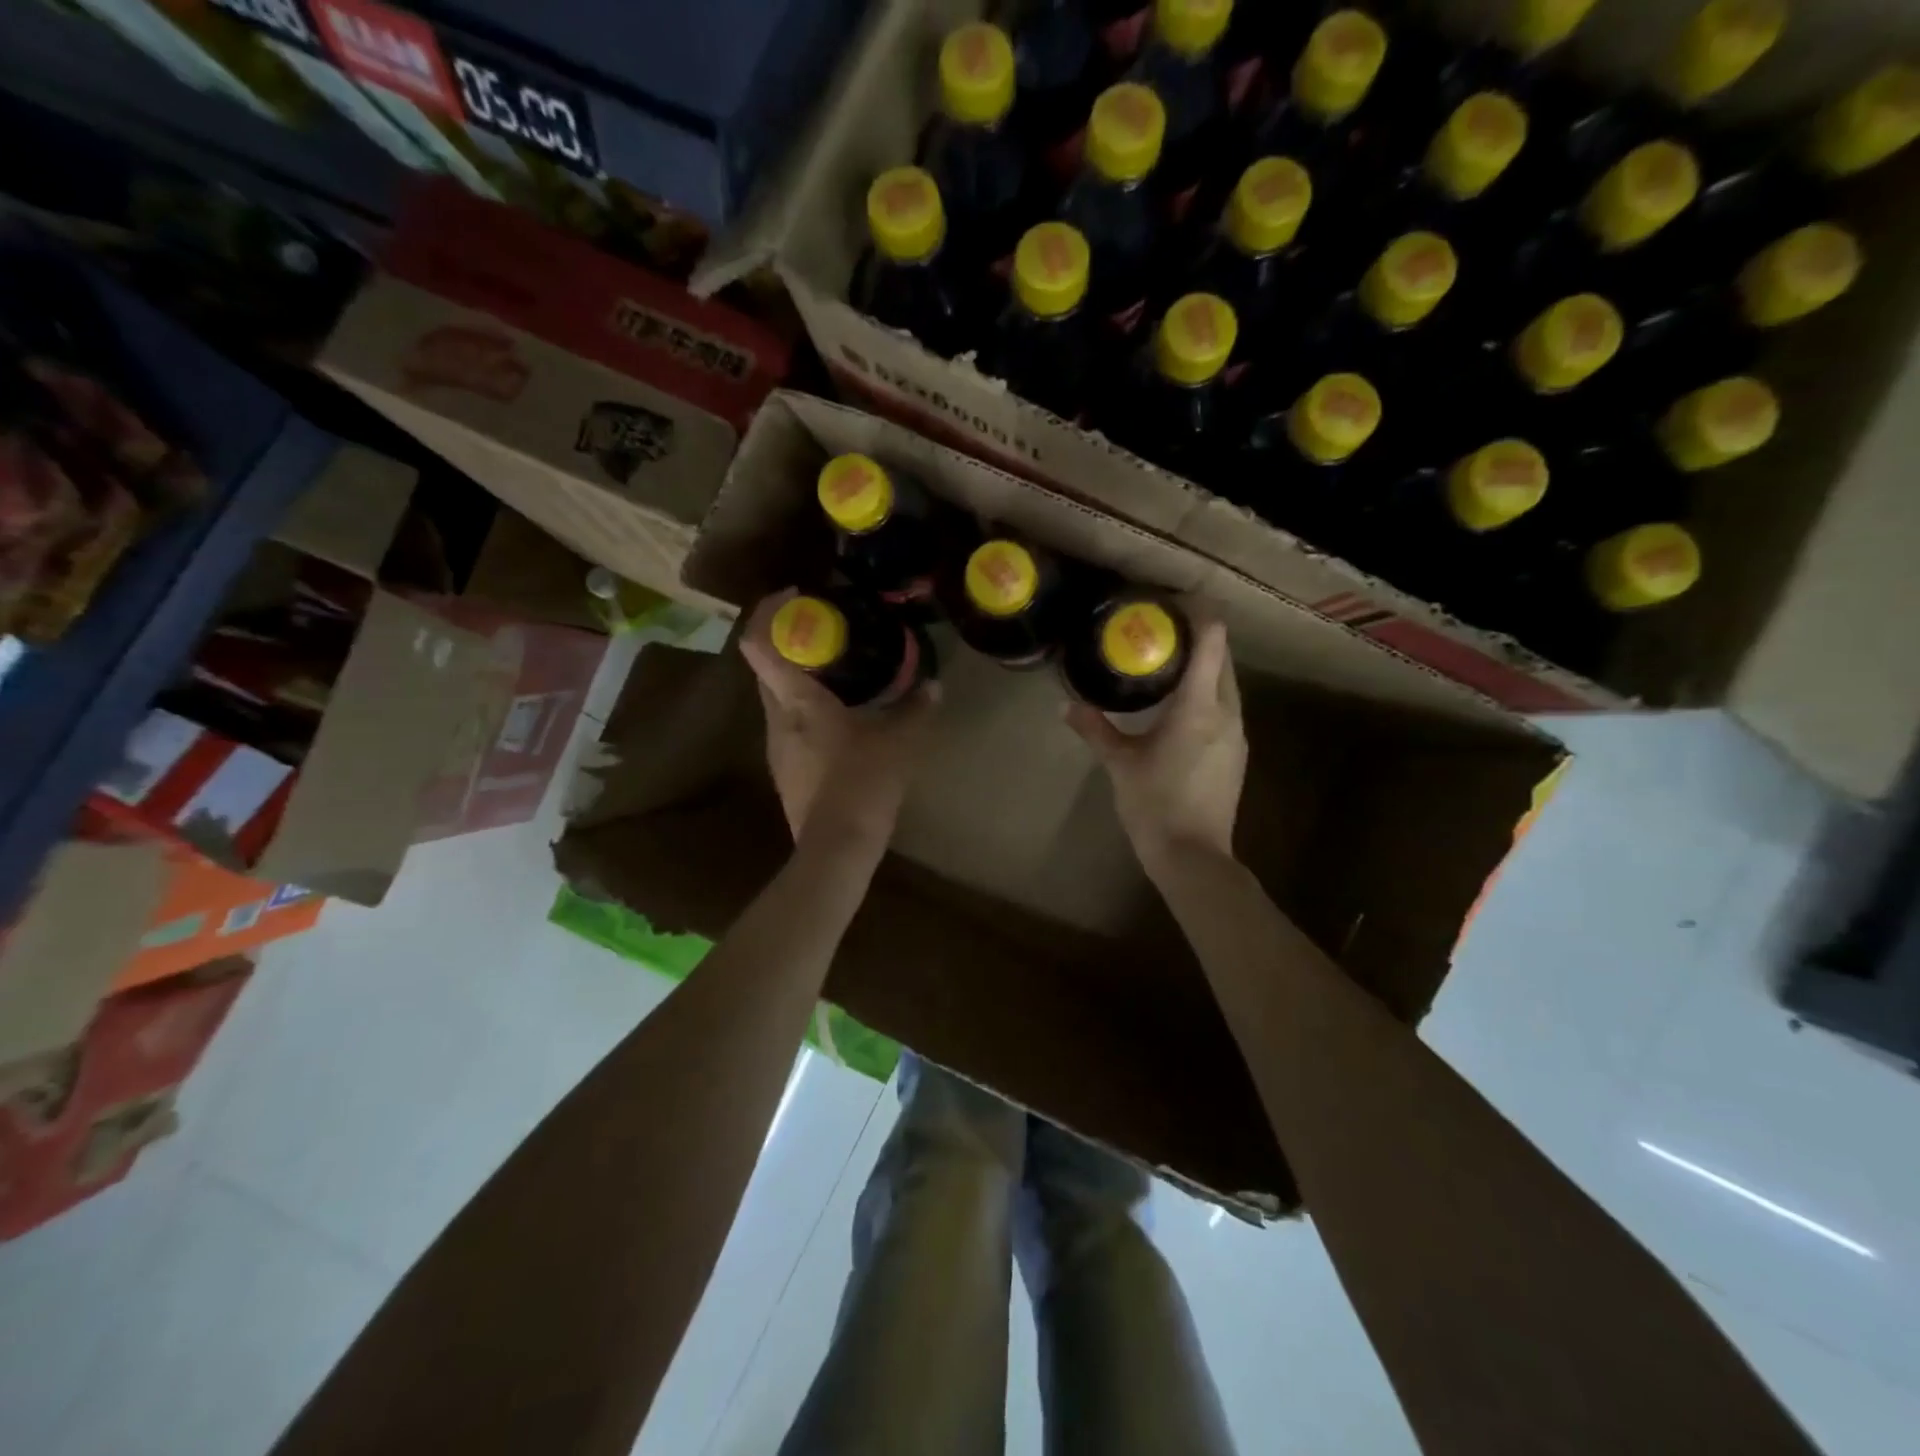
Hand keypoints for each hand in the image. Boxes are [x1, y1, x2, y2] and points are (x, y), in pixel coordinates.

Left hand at [738, 590, 939, 851]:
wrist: (836, 848)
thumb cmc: (863, 784)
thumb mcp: (899, 742)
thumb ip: (916, 709)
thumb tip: (934, 685)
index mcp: (796, 700)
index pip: (760, 643)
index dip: (768, 611)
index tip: (793, 596)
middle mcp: (776, 718)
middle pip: (766, 666)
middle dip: (790, 641)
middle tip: (827, 631)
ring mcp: (776, 747)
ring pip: (777, 696)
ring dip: (798, 676)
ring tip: (838, 671)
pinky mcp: (785, 769)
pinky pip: (788, 723)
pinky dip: (806, 707)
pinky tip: (839, 718)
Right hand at [1065, 613, 1244, 880]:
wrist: (1193, 856)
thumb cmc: (1154, 804)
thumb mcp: (1119, 763)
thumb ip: (1094, 729)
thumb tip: (1065, 705)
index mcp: (1198, 706)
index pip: (1212, 641)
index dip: (1199, 613)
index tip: (1174, 602)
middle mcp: (1226, 712)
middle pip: (1223, 657)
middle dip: (1199, 637)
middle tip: (1162, 630)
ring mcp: (1237, 734)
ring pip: (1227, 683)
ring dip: (1205, 666)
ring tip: (1168, 663)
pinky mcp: (1236, 753)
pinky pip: (1226, 707)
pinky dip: (1207, 693)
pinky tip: (1180, 707)